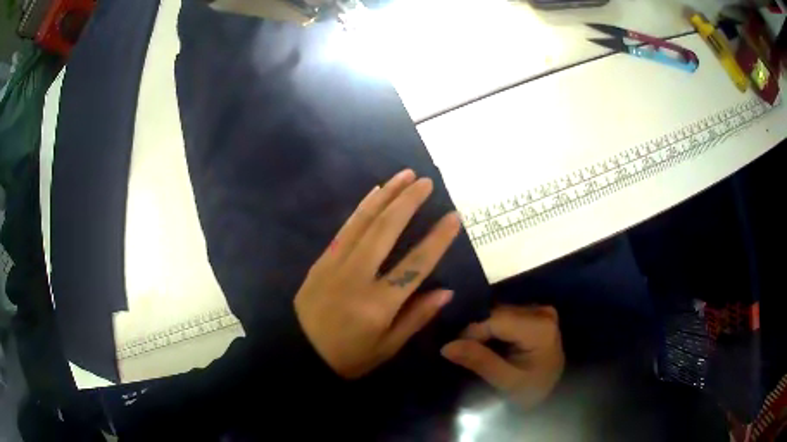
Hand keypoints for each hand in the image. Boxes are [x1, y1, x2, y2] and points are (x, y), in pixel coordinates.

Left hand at [294, 169, 461, 378]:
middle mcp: (357, 276)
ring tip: (405, 175)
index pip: (415, 265)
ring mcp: (336, 263)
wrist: (297, 352)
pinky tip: (375, 192)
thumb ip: (416, 318)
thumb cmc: (347, 357)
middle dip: (409, 202)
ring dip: (386, 195)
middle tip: (426, 182)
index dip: (437, 239)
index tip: (454, 216)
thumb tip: (446, 291)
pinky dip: (362, 207)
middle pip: (386, 230)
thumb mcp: (386, 348)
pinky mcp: (322, 259)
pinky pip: (345, 227)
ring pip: (364, 221)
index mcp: (378, 304)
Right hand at [441, 305, 564, 409]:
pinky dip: (492, 328)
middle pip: (498, 314)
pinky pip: (507, 315)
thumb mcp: (506, 381)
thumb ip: (480, 361)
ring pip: (500, 313)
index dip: (471, 332)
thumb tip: (447, 346)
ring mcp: (541, 311)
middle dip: (476, 331)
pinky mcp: (537, 314)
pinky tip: (484, 341)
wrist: (553, 393)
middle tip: (457, 349)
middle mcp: (542, 313)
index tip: (452, 349)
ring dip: (483, 329)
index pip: (496, 320)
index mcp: (540, 328)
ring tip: (467, 346)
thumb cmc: (532, 390)